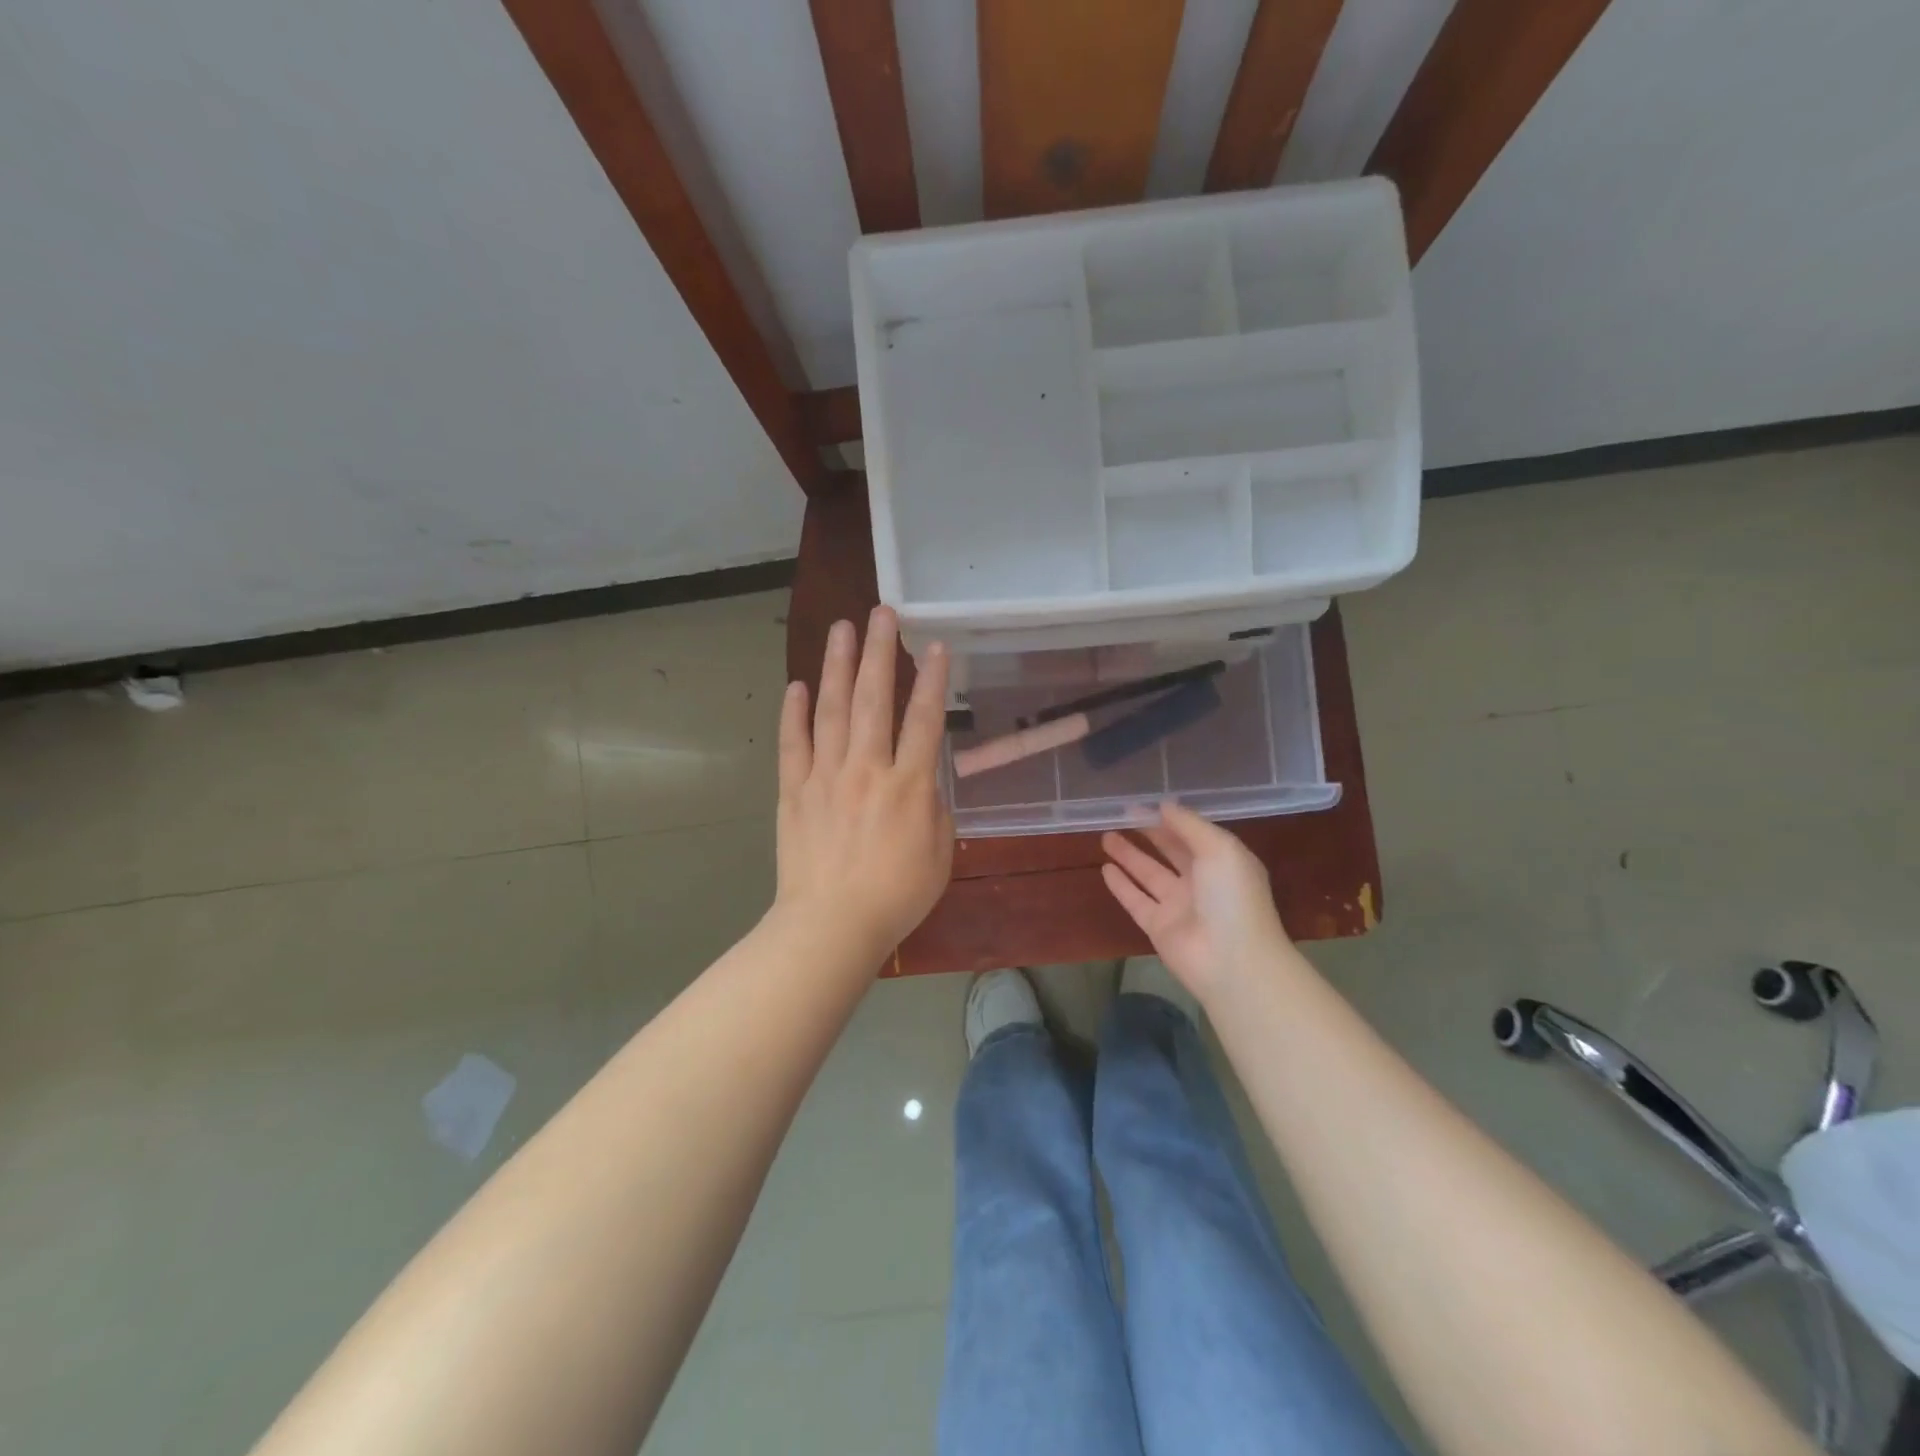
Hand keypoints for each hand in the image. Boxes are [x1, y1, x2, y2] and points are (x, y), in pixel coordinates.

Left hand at [773, 606, 952, 962]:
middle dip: (879, 651)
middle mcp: (867, 769)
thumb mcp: (939, 854)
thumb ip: (934, 810)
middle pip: (874, 698)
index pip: (924, 719)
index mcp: (908, 785)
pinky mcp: (795, 790)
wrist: (831, 925)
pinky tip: (796, 686)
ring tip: (840, 628)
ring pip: (832, 709)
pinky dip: (794, 713)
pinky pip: (794, 744)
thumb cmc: (896, 896)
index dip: (931, 678)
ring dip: (837, 666)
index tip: (934, 644)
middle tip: (881, 612)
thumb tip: (923, 783)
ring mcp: (826, 776)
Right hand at [1101, 803, 1289, 1004]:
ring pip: (1148, 874)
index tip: (1141, 803)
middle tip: (1119, 815)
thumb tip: (1164, 805)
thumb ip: (1189, 824)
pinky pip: (1136, 900)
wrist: (1232, 960)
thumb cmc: (1231, 897)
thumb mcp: (1219, 848)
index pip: (1192, 833)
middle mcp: (1201, 881)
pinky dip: (1121, 885)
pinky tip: (1105, 868)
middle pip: (1169, 851)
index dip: (1168, 818)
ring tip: (1105, 836)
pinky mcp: (1158, 927)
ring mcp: (1178, 905)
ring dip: (1129, 855)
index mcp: (1222, 861)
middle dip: (1148, 833)